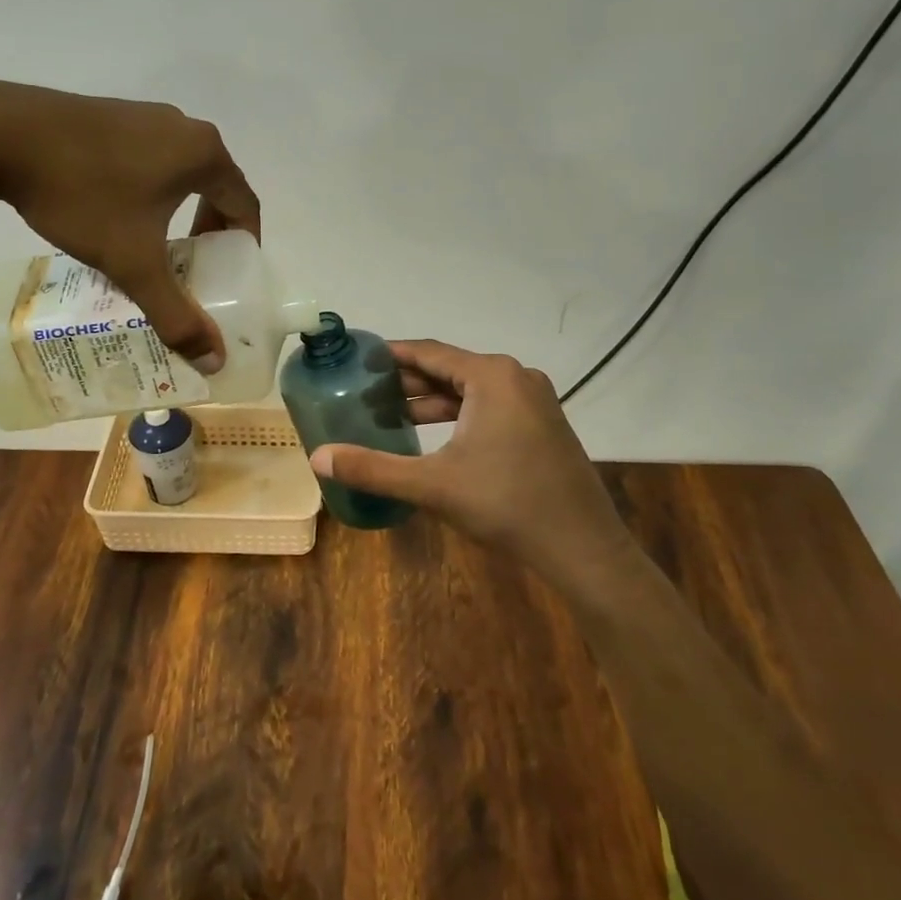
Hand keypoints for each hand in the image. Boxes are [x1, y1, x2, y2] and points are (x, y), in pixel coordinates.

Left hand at [0, 76, 260, 369]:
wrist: (1, 135)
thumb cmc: (84, 194)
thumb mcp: (133, 262)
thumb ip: (175, 314)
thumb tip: (213, 362)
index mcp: (204, 154)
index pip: (246, 204)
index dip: (246, 244)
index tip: (234, 275)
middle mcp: (184, 128)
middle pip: (216, 186)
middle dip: (211, 230)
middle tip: (196, 266)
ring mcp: (145, 115)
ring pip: (181, 172)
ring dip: (180, 210)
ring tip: (156, 245)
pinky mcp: (111, 115)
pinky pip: (149, 158)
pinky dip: (151, 190)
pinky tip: (117, 215)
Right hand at [309, 340, 635, 596]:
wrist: (582, 546)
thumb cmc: (506, 504)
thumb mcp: (433, 485)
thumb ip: (374, 468)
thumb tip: (319, 458)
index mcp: (492, 376)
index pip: (429, 353)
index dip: (391, 356)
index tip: (357, 360)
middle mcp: (516, 377)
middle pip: (450, 369)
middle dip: (408, 382)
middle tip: (365, 393)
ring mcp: (535, 400)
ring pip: (471, 390)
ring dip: (432, 401)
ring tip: (390, 414)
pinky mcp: (543, 424)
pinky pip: (491, 407)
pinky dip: (459, 415)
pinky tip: (434, 436)